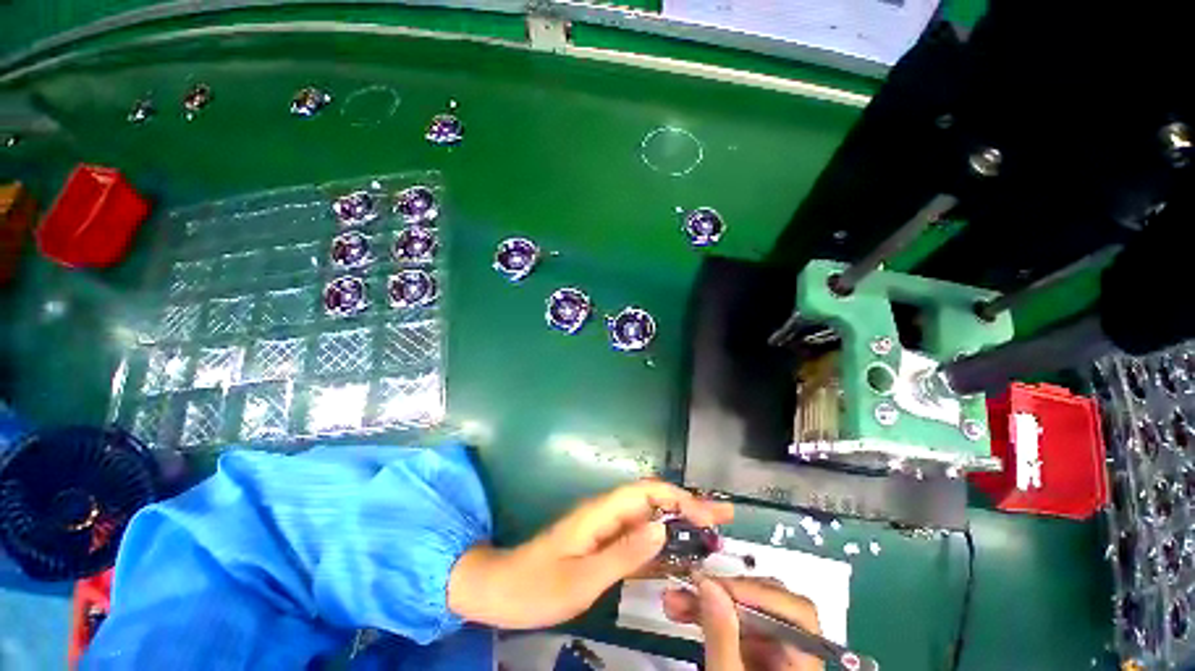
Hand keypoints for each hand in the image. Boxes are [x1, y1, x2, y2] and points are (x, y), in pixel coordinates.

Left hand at [447, 480, 732, 628]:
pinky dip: (660, 542)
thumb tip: (661, 530)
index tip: (708, 516)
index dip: (678, 498)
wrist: (500, 590)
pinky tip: (677, 554)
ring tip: (710, 531)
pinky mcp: (601, 545)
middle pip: (651, 500)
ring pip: (647, 518)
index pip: (646, 493)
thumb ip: (623, 554)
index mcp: (601, 513)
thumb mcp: (582, 577)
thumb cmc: (537, 585)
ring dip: (678, 522)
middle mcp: (605, 514)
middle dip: (687, 505)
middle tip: (722, 517)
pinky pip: (636, 539)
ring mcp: (603, 529)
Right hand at [663, 576, 823, 670]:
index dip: (759, 592)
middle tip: (692, 586)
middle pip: (770, 606)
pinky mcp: (753, 659)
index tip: (716, 585)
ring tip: (674, 600)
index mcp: (803, 666)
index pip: (797, 614)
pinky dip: (709, 616)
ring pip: (746, 613)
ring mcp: (774, 657)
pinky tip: (683, 612)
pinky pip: (733, 626)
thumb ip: (722, 637)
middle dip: (726, 593)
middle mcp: (795, 655)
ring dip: (709, 601)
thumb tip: (709, 584)